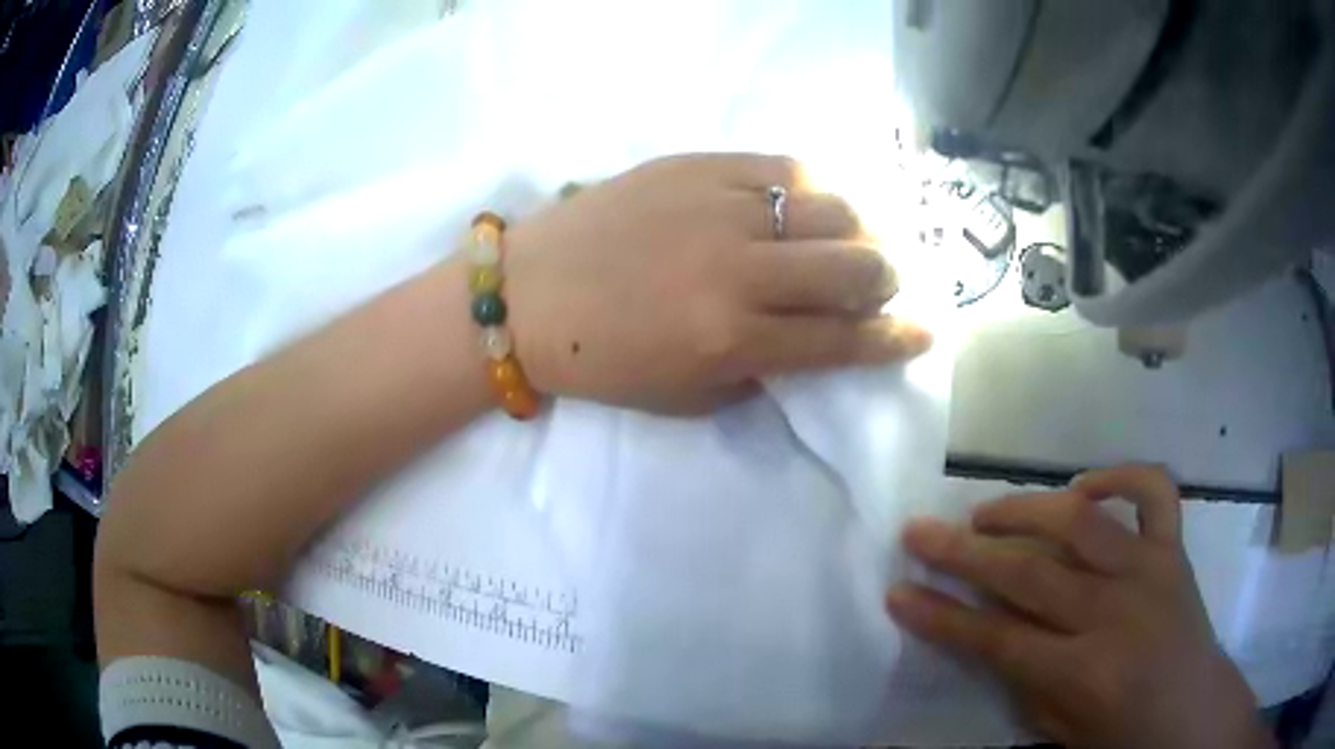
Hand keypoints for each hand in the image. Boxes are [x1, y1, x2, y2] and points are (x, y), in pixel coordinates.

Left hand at [504, 154, 930, 412]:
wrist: (529, 294)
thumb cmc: (603, 359)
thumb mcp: (686, 396)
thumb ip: (759, 375)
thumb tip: (811, 346)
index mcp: (734, 339)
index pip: (843, 339)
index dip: (895, 339)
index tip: (925, 332)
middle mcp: (739, 271)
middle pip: (855, 265)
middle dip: (884, 280)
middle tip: (878, 283)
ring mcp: (720, 208)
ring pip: (832, 208)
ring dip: (858, 230)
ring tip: (848, 241)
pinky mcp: (698, 165)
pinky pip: (784, 167)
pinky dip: (812, 189)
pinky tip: (807, 204)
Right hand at [887, 465, 1273, 748]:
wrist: (1194, 715)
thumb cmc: (1125, 739)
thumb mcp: (1061, 733)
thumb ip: (1026, 684)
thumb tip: (991, 636)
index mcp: (1085, 673)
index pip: (997, 639)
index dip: (942, 616)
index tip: (898, 592)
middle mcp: (1117, 611)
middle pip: (1029, 574)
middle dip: (963, 552)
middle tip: (920, 531)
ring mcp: (1151, 569)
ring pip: (1081, 521)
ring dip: (1025, 509)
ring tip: (985, 512)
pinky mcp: (1175, 548)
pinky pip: (1153, 491)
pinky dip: (1118, 477)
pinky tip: (1086, 488)